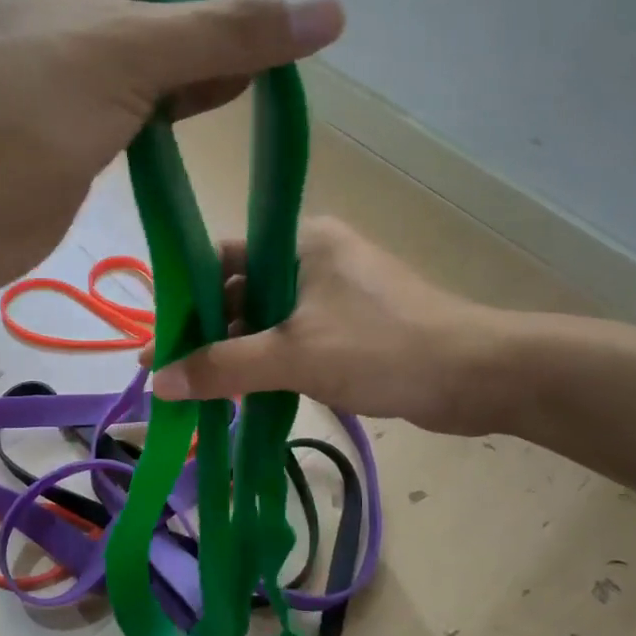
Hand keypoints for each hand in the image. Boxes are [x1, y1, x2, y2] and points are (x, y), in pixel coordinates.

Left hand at [0, 0, 343, 298]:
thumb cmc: (13, 111)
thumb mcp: (122, 52)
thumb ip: (226, 31)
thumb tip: (326, 14)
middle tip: (261, 28)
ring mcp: (59, 66)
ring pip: (148, 42)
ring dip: (201, 52)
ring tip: (254, 73)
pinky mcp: (71, 124)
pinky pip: (139, 95)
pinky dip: (180, 97)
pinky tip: (218, 105)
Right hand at [149, 218, 525, 433]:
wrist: (478, 376)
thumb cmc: (383, 349)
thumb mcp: (294, 356)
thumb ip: (223, 367)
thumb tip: (159, 383)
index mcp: (302, 242)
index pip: (223, 258)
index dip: (186, 297)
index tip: (157, 338)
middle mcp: (316, 258)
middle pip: (243, 291)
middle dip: (208, 333)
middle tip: (171, 373)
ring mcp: (337, 294)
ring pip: (268, 320)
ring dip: (237, 353)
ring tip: (199, 390)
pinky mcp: (353, 327)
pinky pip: (295, 340)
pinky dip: (269, 363)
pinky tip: (244, 393)